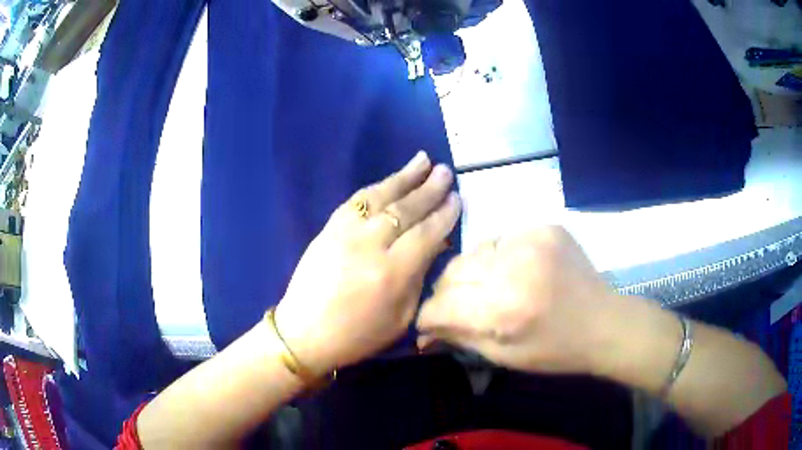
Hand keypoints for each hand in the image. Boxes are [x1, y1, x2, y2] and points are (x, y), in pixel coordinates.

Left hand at [275, 152, 460, 374]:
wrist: (304, 333)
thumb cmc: (357, 335)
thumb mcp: (400, 318)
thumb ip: (419, 278)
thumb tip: (434, 246)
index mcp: (392, 273)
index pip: (426, 234)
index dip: (444, 215)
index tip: (457, 198)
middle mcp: (370, 245)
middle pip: (406, 209)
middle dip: (429, 189)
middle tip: (445, 172)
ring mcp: (346, 232)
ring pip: (381, 196)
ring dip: (404, 177)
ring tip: (423, 160)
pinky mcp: (329, 228)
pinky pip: (357, 200)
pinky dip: (377, 187)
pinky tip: (390, 179)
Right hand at [417, 226, 618, 373]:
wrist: (604, 322)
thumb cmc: (555, 350)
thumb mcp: (504, 356)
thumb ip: (460, 339)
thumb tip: (423, 334)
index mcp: (504, 309)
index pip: (441, 304)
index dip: (429, 316)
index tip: (429, 323)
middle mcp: (513, 267)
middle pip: (453, 271)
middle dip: (447, 292)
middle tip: (459, 306)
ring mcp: (531, 240)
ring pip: (474, 251)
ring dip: (473, 272)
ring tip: (490, 288)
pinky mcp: (544, 227)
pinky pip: (501, 239)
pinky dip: (498, 257)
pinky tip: (515, 271)